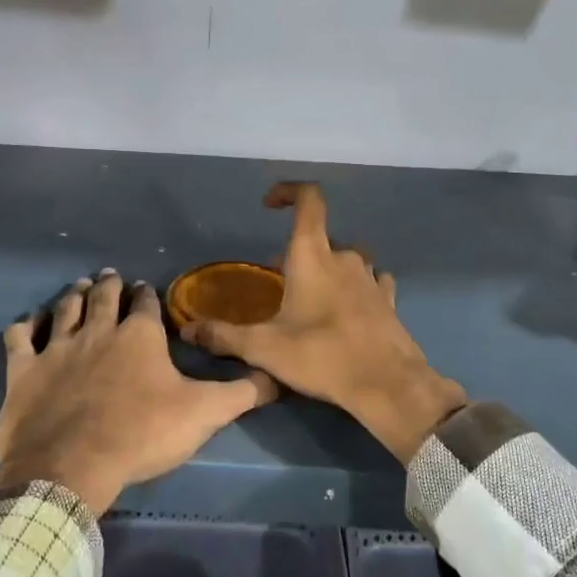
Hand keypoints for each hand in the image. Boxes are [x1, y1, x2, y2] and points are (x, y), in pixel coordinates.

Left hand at [0, 270, 277, 515]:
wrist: (72, 465)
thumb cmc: (142, 434)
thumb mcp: (204, 414)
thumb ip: (242, 393)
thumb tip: (278, 377)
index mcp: (139, 336)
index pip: (145, 304)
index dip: (146, 295)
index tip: (144, 288)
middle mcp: (98, 331)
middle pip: (103, 298)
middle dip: (109, 285)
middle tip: (110, 276)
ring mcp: (57, 348)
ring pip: (65, 309)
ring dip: (74, 294)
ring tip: (80, 285)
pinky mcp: (24, 371)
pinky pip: (20, 338)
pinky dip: (25, 326)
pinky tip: (28, 322)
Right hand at [181, 184, 466, 462]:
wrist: (387, 384)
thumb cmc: (321, 356)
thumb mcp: (264, 348)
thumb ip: (224, 336)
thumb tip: (188, 329)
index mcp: (312, 256)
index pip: (308, 201)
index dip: (289, 192)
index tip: (269, 205)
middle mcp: (344, 257)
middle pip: (319, 239)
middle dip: (296, 252)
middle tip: (277, 282)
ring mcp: (371, 277)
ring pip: (345, 260)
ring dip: (327, 270)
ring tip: (310, 299)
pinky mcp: (388, 300)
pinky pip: (370, 281)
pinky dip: (355, 287)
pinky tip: (348, 308)